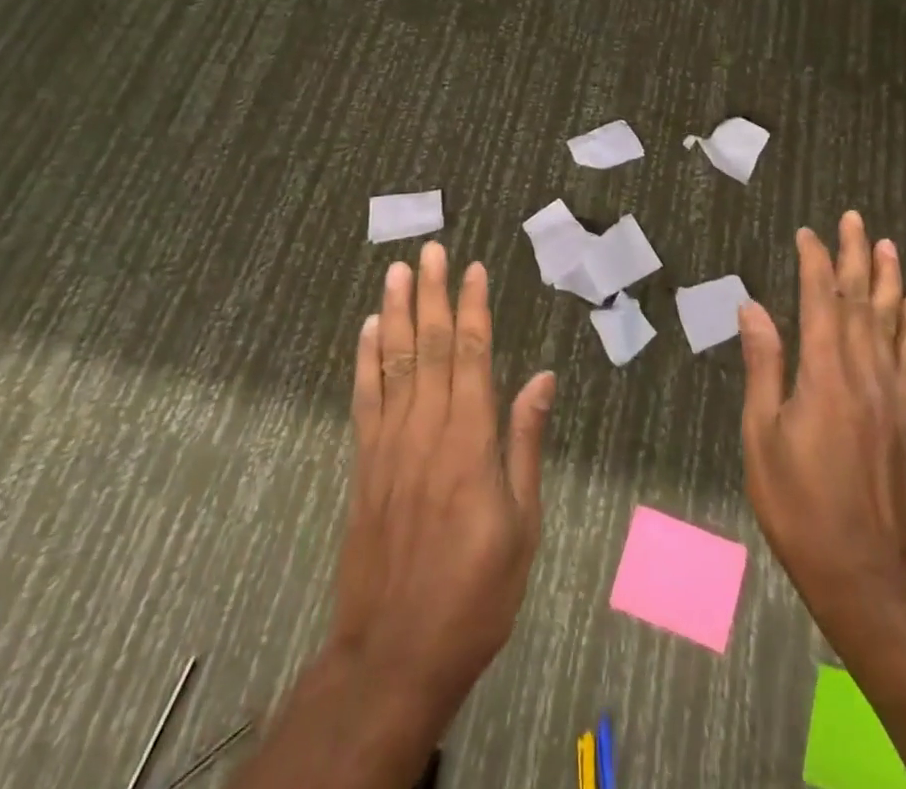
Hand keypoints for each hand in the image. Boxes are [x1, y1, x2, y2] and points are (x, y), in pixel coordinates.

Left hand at [235, 246, 556, 788]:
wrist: (395, 654)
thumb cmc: (476, 592)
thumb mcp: (522, 524)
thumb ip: (526, 443)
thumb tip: (541, 378)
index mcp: (470, 441)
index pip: (472, 355)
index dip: (473, 308)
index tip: (474, 269)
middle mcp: (426, 430)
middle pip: (429, 346)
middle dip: (432, 294)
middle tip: (431, 250)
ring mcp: (388, 445)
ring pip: (393, 362)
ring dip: (396, 312)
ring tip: (397, 271)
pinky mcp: (364, 465)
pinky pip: (364, 399)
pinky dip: (366, 360)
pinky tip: (369, 330)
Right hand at [738, 213, 905, 639]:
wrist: (866, 569)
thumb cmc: (799, 504)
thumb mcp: (763, 437)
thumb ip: (764, 367)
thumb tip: (754, 308)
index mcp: (824, 374)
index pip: (820, 301)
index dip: (815, 262)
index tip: (807, 233)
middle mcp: (863, 372)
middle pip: (860, 300)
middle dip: (855, 255)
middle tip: (854, 218)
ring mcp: (891, 392)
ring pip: (890, 321)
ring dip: (888, 279)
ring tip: (887, 245)